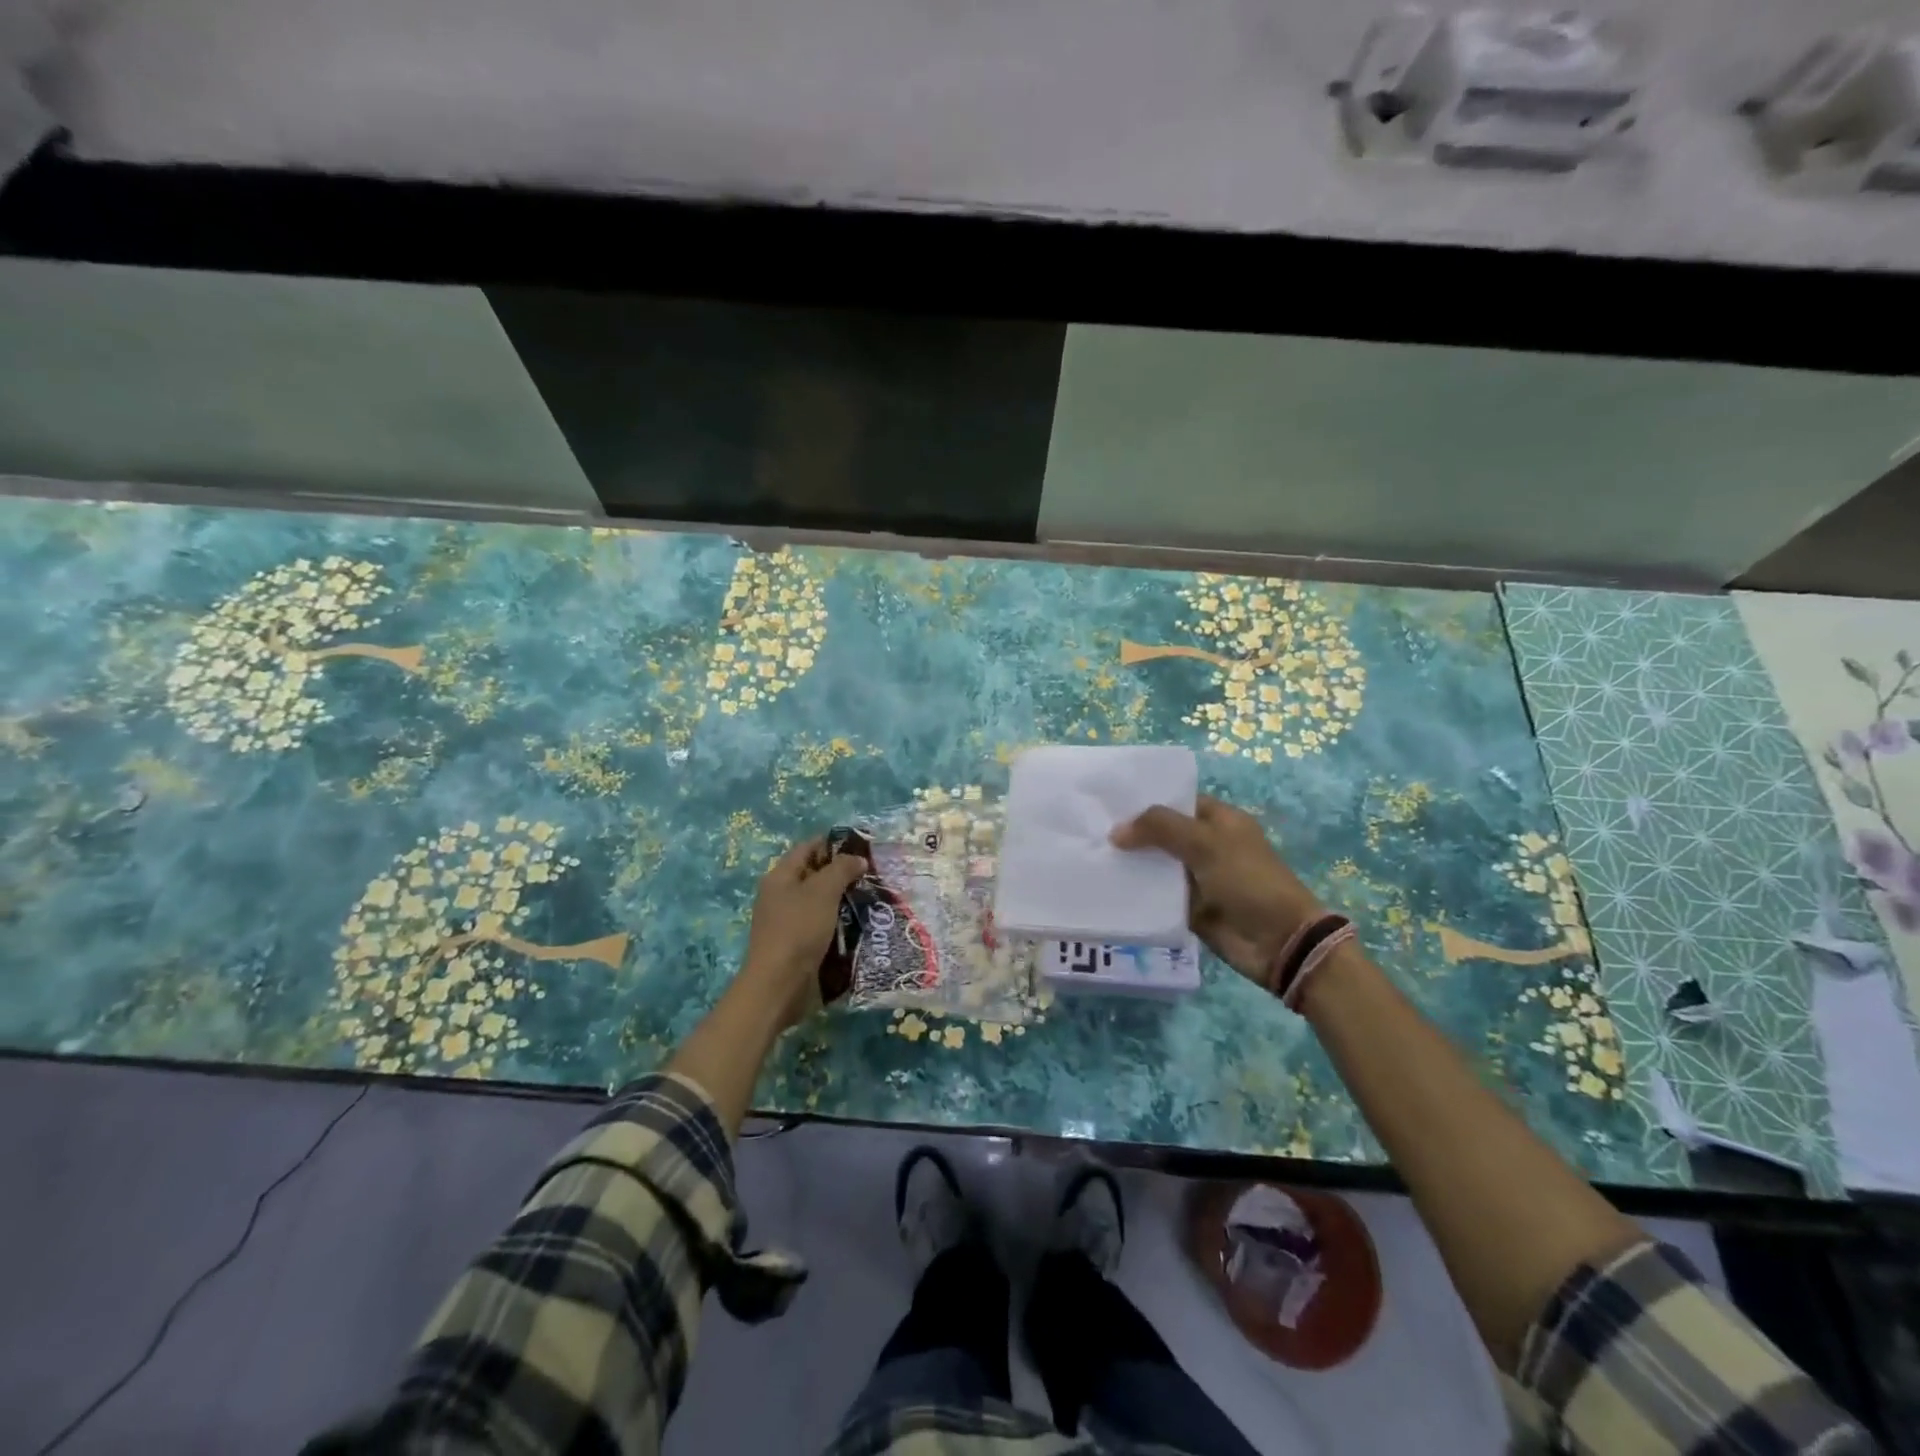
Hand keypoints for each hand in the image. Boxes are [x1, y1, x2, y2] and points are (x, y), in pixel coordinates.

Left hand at [741, 836, 869, 1028]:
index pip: (809, 848)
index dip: (835, 844)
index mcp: (780, 876)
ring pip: (822, 902)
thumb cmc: (798, 930)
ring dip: (845, 900)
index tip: (864, 848)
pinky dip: (841, 922)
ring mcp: (789, 922)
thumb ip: (842, 869)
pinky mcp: (799, 945)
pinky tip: (862, 924)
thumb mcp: (822, 892)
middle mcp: (782, 896)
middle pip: (816, 875)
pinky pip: (823, 925)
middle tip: (874, 875)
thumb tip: (858, 859)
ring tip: (874, 898)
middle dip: (844, 873)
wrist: (779, 986)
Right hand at [1110, 796, 1324, 983]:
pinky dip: (1138, 893)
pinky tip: (1107, 887)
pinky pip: (1158, 896)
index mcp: (1219, 820)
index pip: (1177, 802)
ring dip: (1131, 864)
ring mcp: (1198, 878)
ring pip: (1157, 865)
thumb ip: (1159, 828)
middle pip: (1162, 834)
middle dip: (1132, 833)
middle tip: (1090, 830)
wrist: (1278, 941)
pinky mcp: (1190, 908)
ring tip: (1091, 856)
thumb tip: (1115, 831)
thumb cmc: (1247, 879)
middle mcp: (1207, 845)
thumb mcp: (1205, 843)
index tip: (1108, 803)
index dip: (1146, 801)